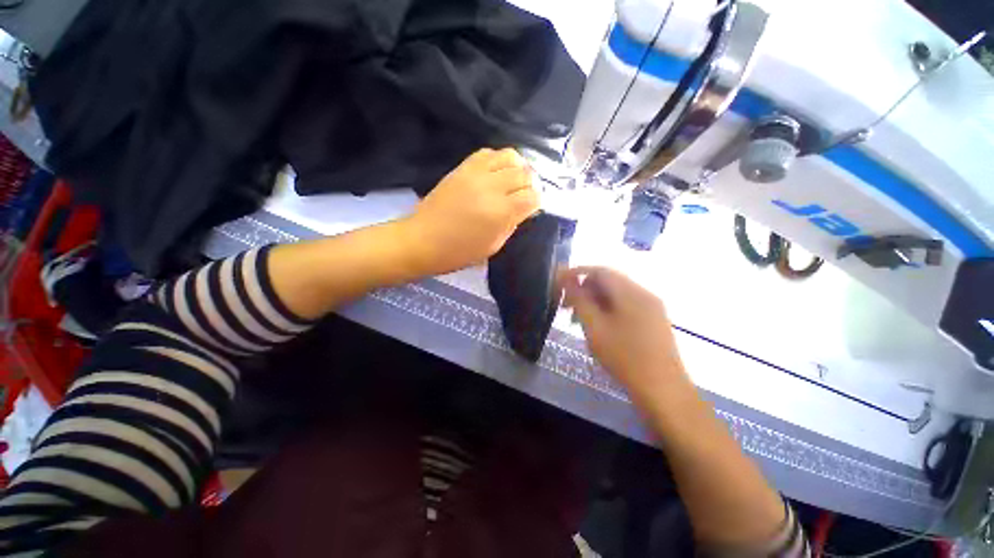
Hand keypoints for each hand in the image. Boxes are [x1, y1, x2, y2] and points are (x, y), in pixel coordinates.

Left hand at [403, 148, 538, 275]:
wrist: (422, 240)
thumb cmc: (459, 252)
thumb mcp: (493, 246)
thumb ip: (512, 224)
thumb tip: (524, 209)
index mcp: (501, 212)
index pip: (532, 196)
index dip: (537, 201)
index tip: (532, 208)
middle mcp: (492, 187)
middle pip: (525, 173)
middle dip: (531, 184)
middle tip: (525, 194)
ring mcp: (476, 173)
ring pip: (510, 156)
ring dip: (518, 167)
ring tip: (514, 179)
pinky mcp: (463, 167)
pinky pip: (488, 153)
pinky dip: (498, 159)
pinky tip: (497, 172)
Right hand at [560, 267, 690, 410]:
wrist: (663, 390)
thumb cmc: (624, 357)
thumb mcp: (594, 327)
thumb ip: (579, 300)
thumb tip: (567, 279)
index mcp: (631, 292)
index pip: (599, 270)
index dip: (576, 273)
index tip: (558, 283)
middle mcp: (644, 293)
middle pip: (608, 281)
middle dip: (583, 290)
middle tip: (565, 307)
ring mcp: (651, 307)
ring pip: (616, 295)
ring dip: (594, 302)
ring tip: (578, 321)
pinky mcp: (653, 321)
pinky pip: (625, 306)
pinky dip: (607, 310)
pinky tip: (598, 327)